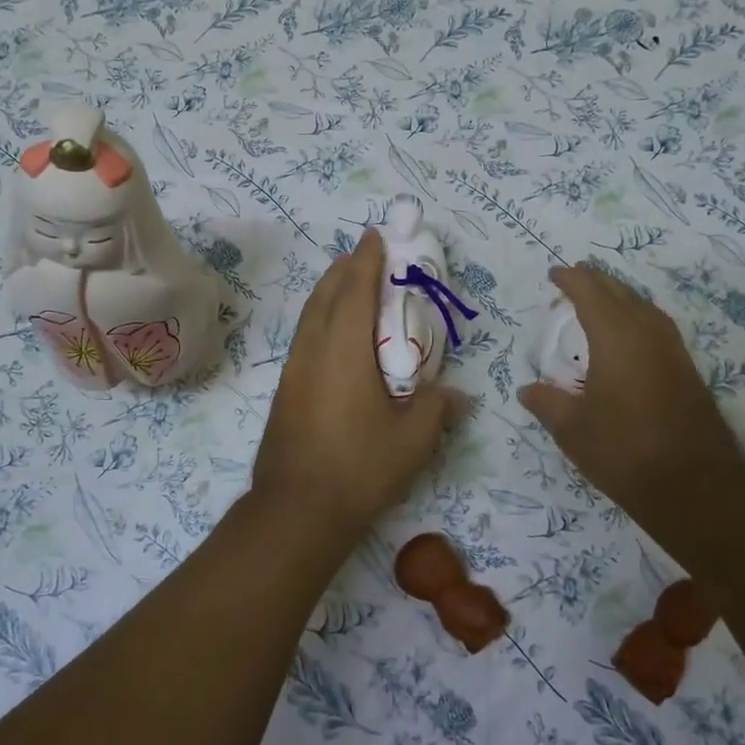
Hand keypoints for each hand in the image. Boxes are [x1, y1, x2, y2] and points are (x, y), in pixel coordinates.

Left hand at [252, 230, 464, 541]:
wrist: (297, 509)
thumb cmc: (359, 468)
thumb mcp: (412, 440)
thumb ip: (437, 409)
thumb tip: (458, 396)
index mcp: (345, 350)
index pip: (355, 289)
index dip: (367, 260)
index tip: (376, 236)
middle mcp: (314, 350)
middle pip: (325, 294)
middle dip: (344, 269)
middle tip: (365, 255)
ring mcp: (294, 369)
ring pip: (310, 315)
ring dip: (329, 291)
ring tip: (348, 283)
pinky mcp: (286, 389)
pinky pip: (305, 336)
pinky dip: (320, 318)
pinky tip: (333, 333)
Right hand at [518, 265, 744, 519]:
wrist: (695, 486)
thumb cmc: (624, 451)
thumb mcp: (572, 429)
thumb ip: (546, 403)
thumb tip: (528, 390)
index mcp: (616, 338)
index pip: (590, 293)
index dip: (571, 279)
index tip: (554, 274)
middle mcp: (647, 334)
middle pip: (620, 292)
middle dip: (595, 281)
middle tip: (573, 277)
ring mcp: (672, 351)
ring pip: (643, 306)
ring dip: (618, 296)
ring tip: (598, 299)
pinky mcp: (686, 370)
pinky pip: (656, 325)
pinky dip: (635, 316)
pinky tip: (628, 334)